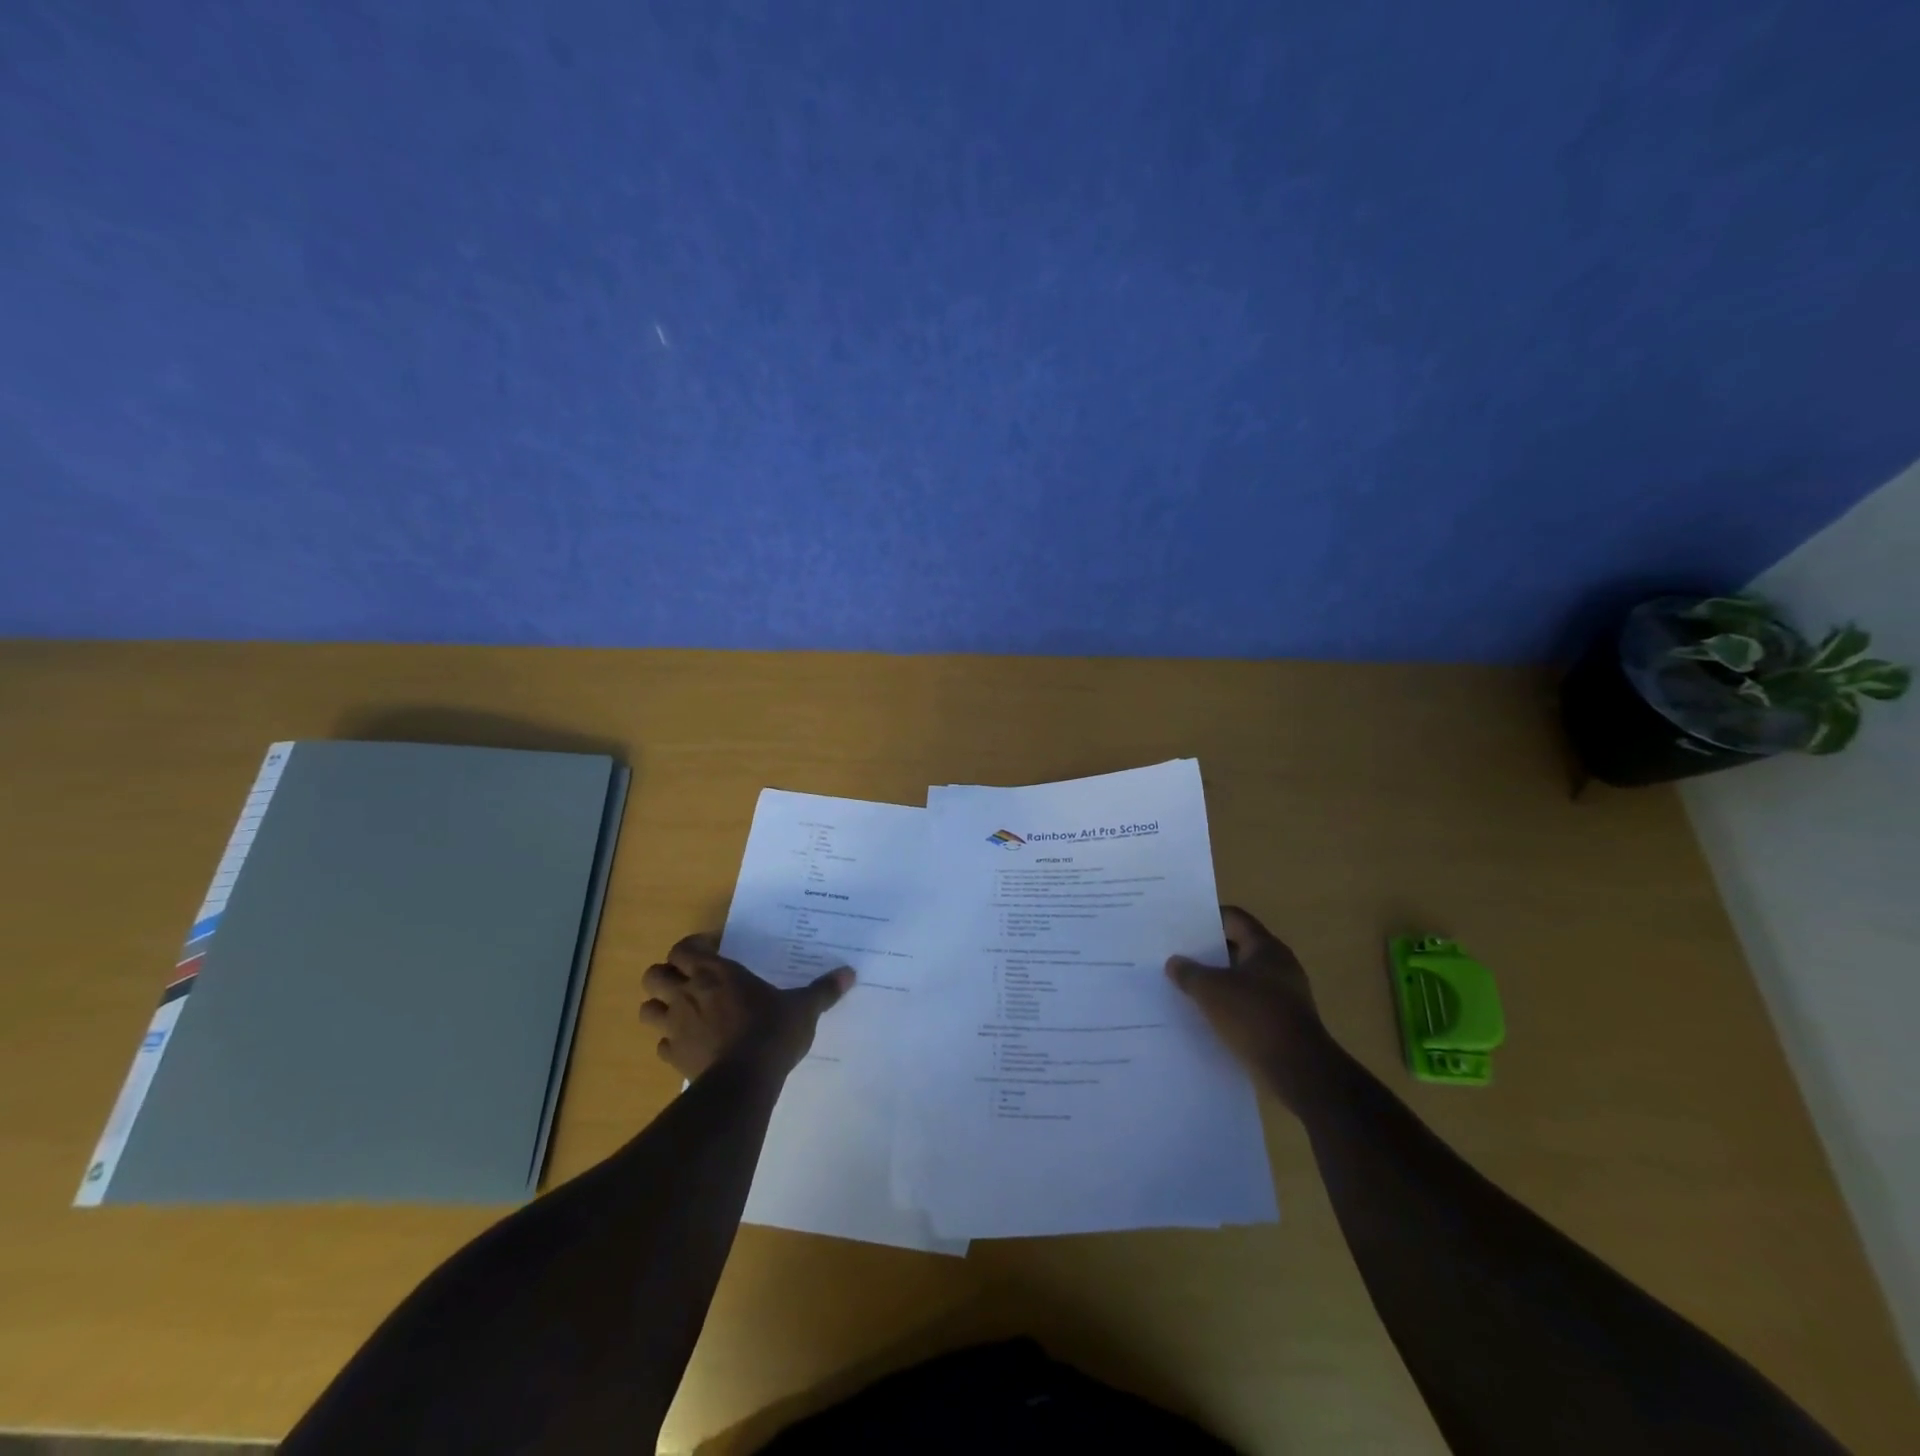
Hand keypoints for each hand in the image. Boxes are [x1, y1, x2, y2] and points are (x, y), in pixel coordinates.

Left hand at [640, 934, 853, 1081]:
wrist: (746, 1080)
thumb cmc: (772, 1030)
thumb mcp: (803, 1007)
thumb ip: (823, 989)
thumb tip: (849, 973)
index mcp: (716, 973)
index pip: (683, 949)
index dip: (692, 948)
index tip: (711, 950)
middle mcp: (688, 994)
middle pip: (654, 976)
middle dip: (666, 976)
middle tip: (689, 980)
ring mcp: (676, 1027)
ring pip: (647, 1010)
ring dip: (660, 1007)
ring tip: (681, 1011)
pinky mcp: (674, 1058)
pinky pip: (661, 1046)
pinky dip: (670, 1042)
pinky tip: (690, 1045)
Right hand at [1167, 906, 1331, 1113]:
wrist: (1299, 1070)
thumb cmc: (1254, 1016)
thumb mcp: (1211, 991)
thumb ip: (1189, 973)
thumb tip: (1174, 962)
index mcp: (1266, 947)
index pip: (1234, 918)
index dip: (1208, 918)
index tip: (1182, 925)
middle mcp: (1280, 965)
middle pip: (1239, 947)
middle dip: (1209, 951)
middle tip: (1179, 954)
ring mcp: (1285, 994)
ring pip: (1244, 977)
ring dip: (1219, 980)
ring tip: (1188, 985)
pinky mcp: (1285, 1021)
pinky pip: (1251, 1003)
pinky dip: (1231, 1004)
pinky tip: (1209, 1014)